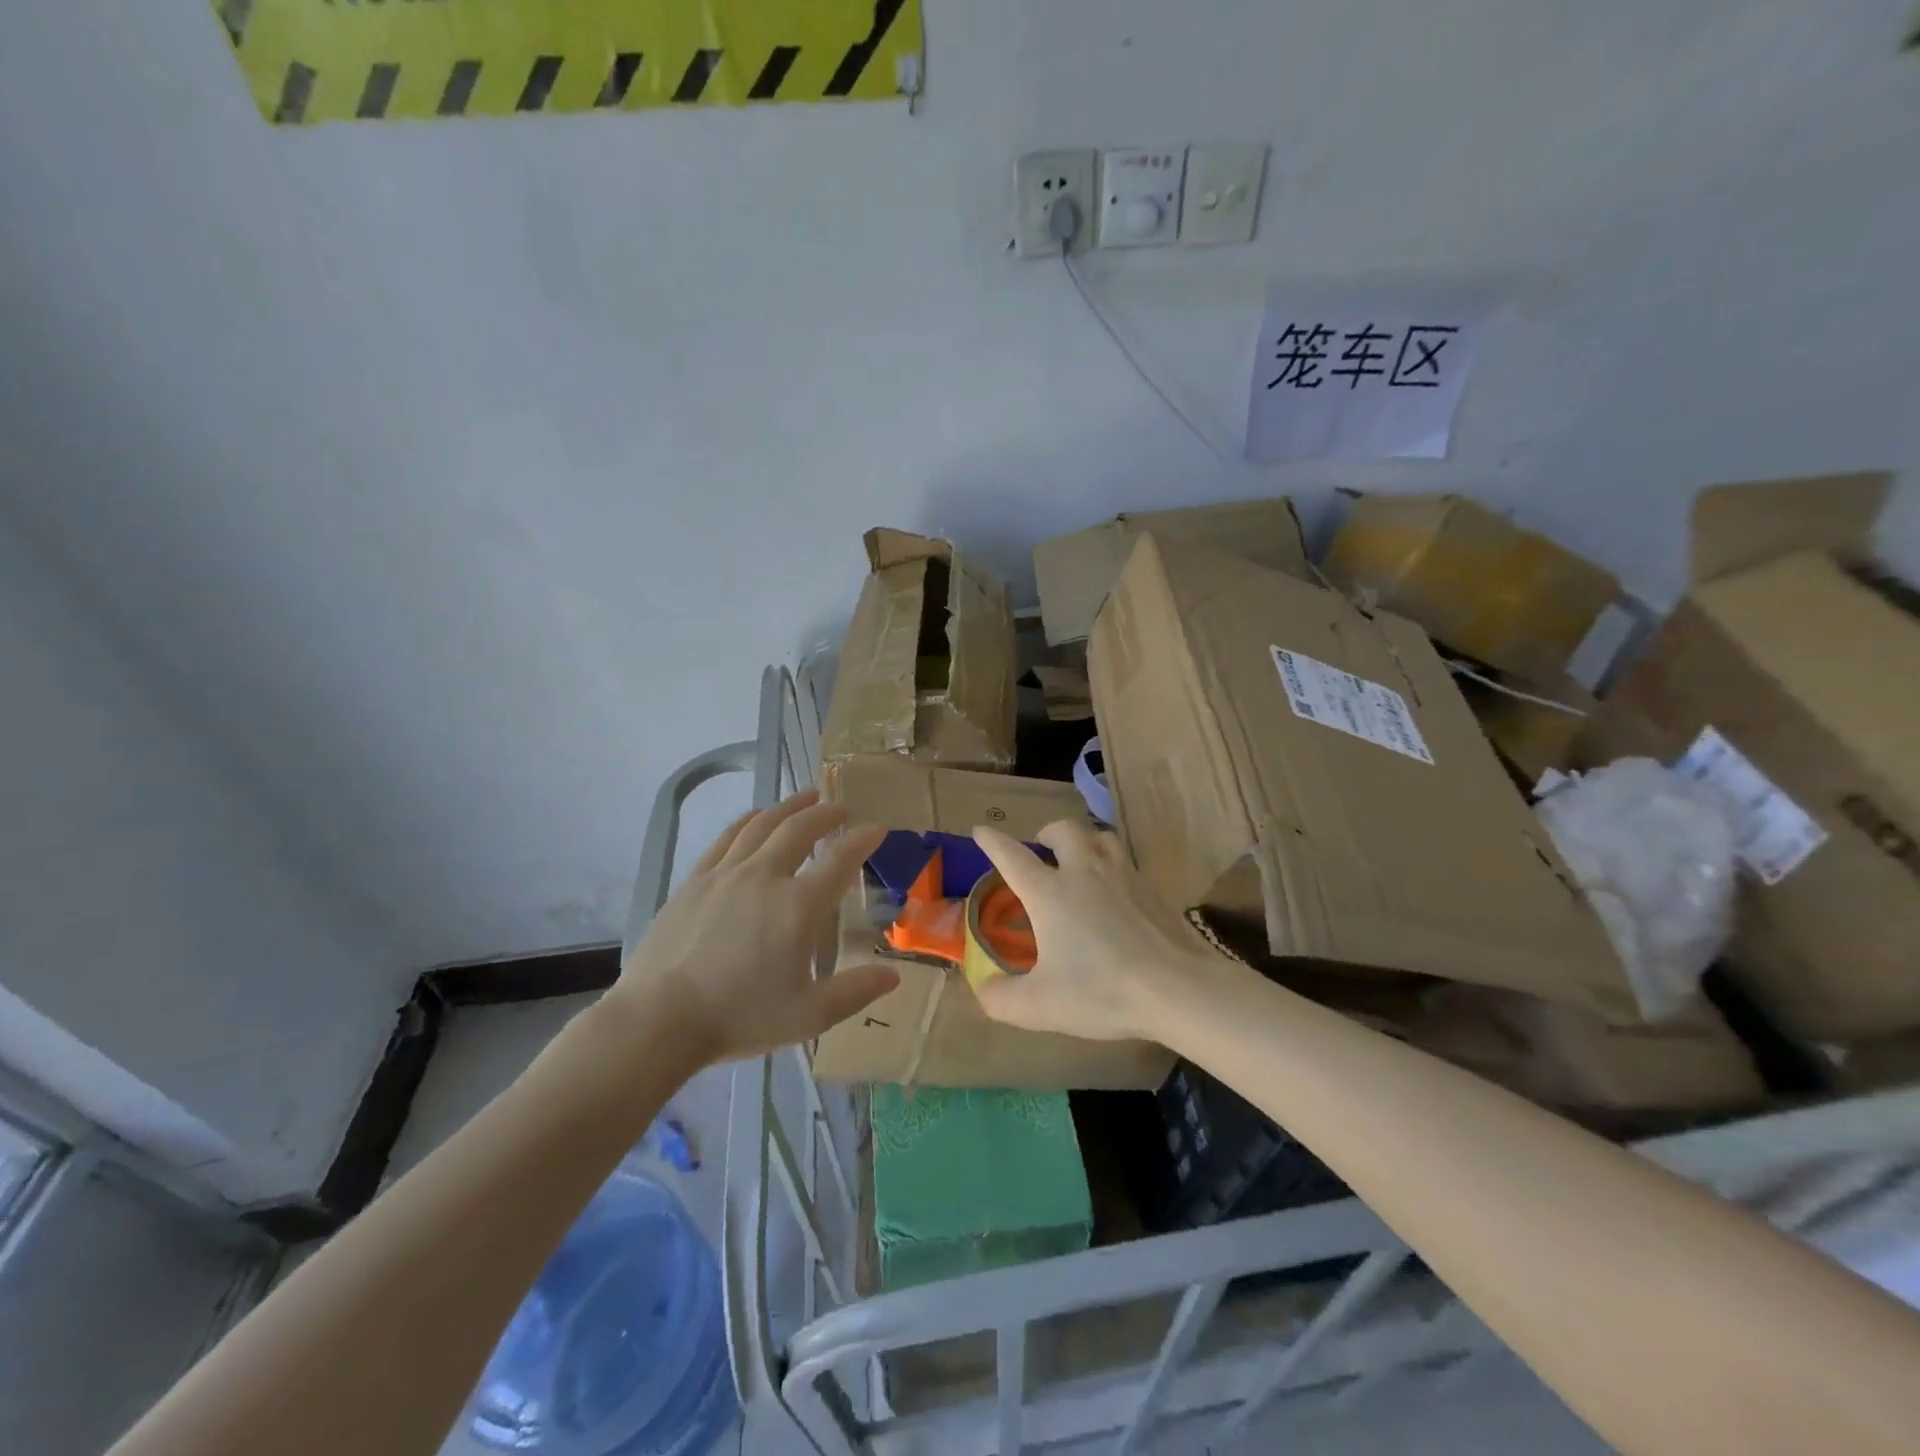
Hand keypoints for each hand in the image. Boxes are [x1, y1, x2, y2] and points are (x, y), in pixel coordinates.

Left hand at [605, 790, 895, 1067]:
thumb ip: (855, 991)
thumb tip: (893, 974)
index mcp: (799, 906)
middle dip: (826, 814)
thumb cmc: (740, 1018)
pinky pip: (727, 837)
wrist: (660, 1019)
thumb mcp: (809, 1016)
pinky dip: (748, 820)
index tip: (878, 828)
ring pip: (763, 824)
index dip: (863, 840)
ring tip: (806, 798)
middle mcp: (765, 876)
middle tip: (841, 807)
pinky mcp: (696, 880)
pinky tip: (756, 817)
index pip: (841, 859)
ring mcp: (726, 873)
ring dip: (789, 807)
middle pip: (801, 829)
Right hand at [970, 819, 1222, 1042]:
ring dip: (1084, 841)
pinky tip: (1116, 892)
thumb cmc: (1100, 991)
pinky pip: (1126, 862)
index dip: (993, 842)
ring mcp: (1123, 875)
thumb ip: (1002, 998)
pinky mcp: (1152, 889)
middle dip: (1048, 832)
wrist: (1176, 988)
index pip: (1013, 857)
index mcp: (1049, 893)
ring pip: (1100, 837)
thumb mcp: (1040, 1006)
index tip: (981, 830)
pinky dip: (1113, 865)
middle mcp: (1083, 872)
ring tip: (1080, 860)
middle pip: (1064, 830)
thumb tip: (983, 988)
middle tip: (1043, 848)